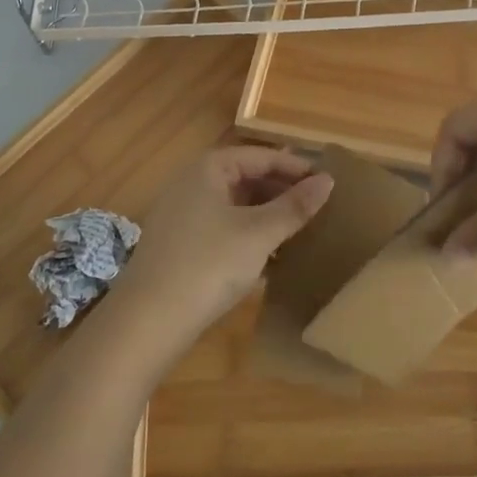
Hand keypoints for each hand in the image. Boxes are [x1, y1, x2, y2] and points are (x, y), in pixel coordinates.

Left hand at [108, 147, 333, 342]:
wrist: (147, 321)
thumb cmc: (208, 265)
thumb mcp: (259, 234)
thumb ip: (294, 207)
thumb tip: (328, 180)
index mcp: (209, 168)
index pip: (261, 156)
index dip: (296, 167)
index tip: (329, 182)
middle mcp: (192, 183)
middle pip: (246, 177)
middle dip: (281, 190)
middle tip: (318, 207)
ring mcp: (182, 214)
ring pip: (234, 204)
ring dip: (266, 214)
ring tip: (299, 229)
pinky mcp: (179, 245)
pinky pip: (222, 227)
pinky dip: (248, 234)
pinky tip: (269, 255)